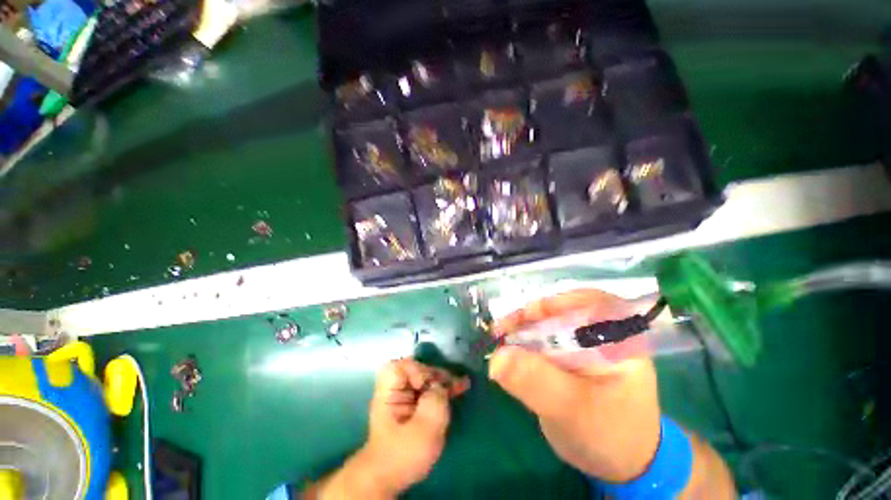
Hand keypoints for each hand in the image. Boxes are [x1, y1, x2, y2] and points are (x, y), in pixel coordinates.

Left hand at [311, 359, 469, 498]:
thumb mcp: (423, 429)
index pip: (400, 366)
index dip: (417, 371)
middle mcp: (394, 389)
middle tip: (455, 384)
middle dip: (436, 375)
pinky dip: (442, 390)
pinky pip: (428, 391)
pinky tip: (457, 389)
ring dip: (443, 382)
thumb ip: (434, 401)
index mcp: (388, 392)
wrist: (390, 480)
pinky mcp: (412, 406)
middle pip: (416, 370)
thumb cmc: (404, 455)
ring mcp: (403, 397)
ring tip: (462, 385)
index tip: (428, 386)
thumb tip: (440, 386)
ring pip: (425, 379)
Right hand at [488, 289, 661, 482]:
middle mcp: (602, 333)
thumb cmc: (609, 437)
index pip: (586, 301)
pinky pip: (543, 338)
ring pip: (548, 322)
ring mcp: (584, 343)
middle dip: (528, 317)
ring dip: (522, 329)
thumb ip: (537, 382)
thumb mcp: (573, 410)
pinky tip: (509, 350)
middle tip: (500, 330)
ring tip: (499, 339)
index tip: (522, 318)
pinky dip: (523, 341)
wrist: (619, 465)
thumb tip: (497, 357)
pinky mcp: (570, 354)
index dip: (552, 304)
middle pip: (561, 310)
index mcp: (619, 338)